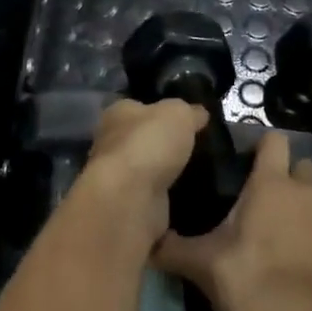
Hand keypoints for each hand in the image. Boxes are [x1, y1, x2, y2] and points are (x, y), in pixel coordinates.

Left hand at [75, 98, 208, 250]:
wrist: (131, 198)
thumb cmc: (149, 143)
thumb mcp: (178, 113)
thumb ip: (189, 111)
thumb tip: (199, 113)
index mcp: (117, 113)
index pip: (139, 106)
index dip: (161, 110)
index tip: (186, 119)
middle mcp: (111, 142)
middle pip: (142, 138)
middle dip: (164, 143)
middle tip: (197, 147)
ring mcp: (118, 176)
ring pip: (148, 169)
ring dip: (167, 172)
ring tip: (200, 172)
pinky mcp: (129, 204)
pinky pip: (154, 196)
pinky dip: (168, 196)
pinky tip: (190, 196)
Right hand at [152, 133, 311, 310]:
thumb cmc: (255, 287)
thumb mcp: (204, 268)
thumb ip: (174, 249)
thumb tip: (146, 241)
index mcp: (272, 183)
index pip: (274, 138)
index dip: (259, 145)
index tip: (242, 162)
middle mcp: (307, 191)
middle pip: (300, 165)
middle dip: (284, 175)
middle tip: (257, 200)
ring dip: (300, 206)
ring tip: (276, 234)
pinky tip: (298, 262)